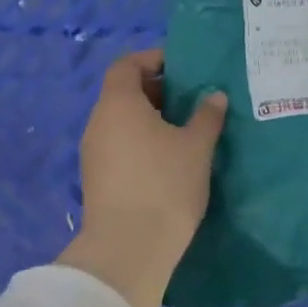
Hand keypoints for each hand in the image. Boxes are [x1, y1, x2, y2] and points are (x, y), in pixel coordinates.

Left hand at [58, 49, 225, 306]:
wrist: (128, 247)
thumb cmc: (164, 184)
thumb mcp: (196, 147)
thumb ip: (206, 117)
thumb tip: (214, 96)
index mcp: (118, 103)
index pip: (126, 65)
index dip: (151, 59)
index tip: (179, 66)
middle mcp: (98, 122)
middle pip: (122, 94)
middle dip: (154, 91)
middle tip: (189, 100)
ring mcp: (93, 153)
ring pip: (120, 123)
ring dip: (148, 120)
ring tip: (183, 131)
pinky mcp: (96, 180)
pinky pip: (118, 147)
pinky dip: (139, 143)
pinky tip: (166, 161)